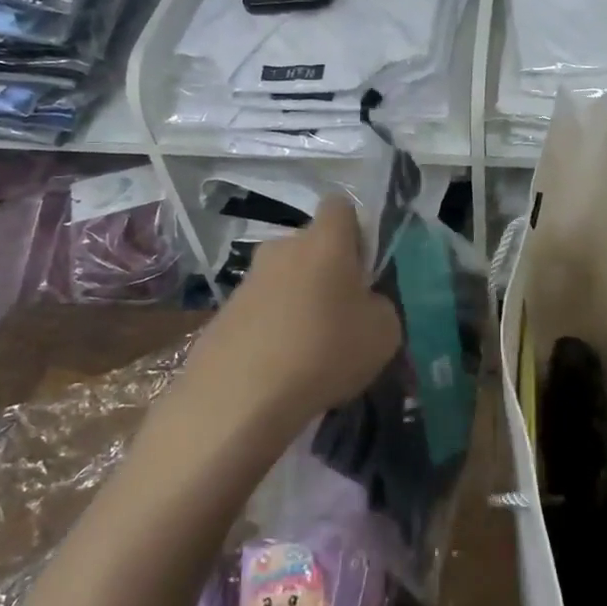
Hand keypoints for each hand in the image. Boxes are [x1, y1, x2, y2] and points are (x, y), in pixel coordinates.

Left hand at [192, 195, 402, 422]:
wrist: (239, 399)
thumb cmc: (325, 352)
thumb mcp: (384, 332)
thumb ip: (380, 305)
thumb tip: (364, 304)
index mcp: (325, 241)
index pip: (340, 206)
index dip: (355, 229)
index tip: (364, 266)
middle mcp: (282, 248)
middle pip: (311, 246)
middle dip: (326, 271)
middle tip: (341, 315)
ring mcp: (247, 281)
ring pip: (284, 280)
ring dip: (298, 303)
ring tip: (309, 351)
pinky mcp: (222, 314)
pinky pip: (260, 311)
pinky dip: (271, 330)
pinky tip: (279, 369)